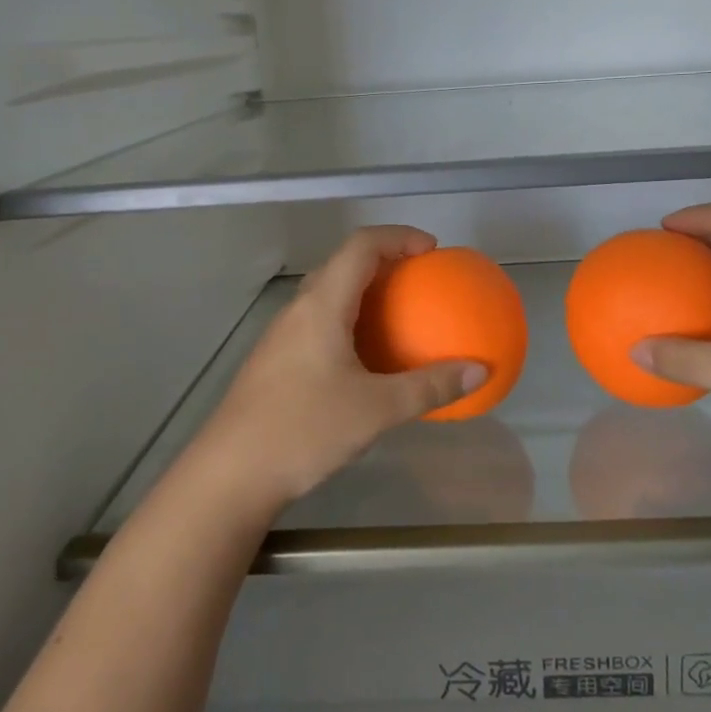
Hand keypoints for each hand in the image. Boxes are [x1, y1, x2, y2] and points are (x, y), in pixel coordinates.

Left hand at [188, 227, 486, 513]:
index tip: (432, 250)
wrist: (230, 474)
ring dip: (365, 292)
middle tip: (421, 279)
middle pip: (343, 263)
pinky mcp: (275, 360)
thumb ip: (430, 387)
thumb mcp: (377, 410)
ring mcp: (282, 335)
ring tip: (400, 314)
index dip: (398, 236)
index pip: (360, 246)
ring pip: (328, 294)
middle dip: (385, 261)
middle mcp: (298, 309)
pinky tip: (367, 359)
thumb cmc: (304, 430)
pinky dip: (350, 321)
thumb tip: (480, 371)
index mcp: (321, 305)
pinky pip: (319, 322)